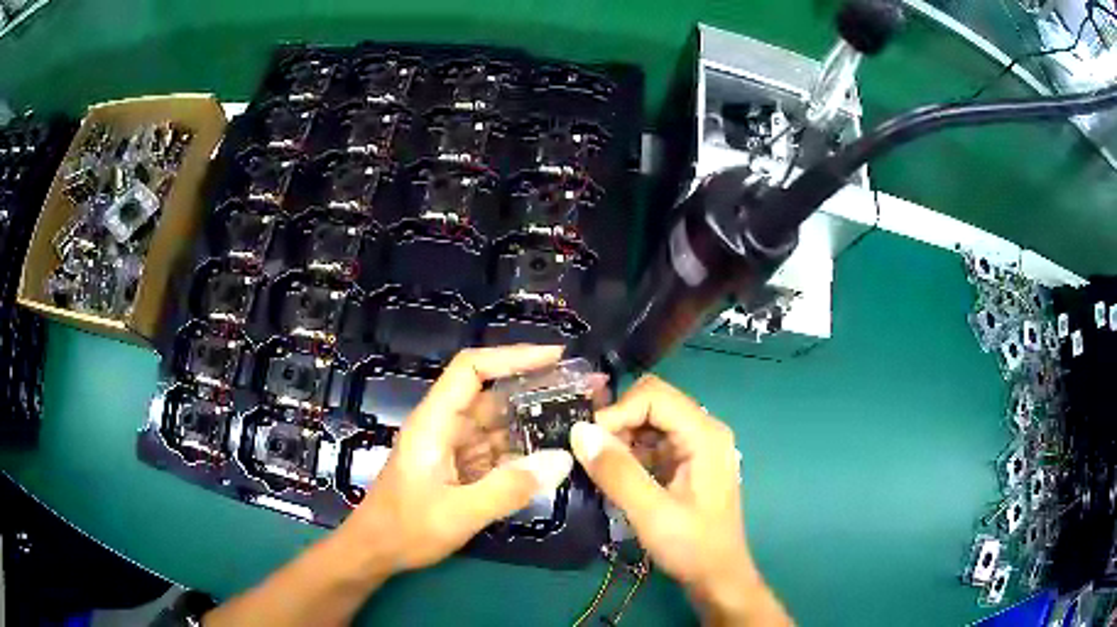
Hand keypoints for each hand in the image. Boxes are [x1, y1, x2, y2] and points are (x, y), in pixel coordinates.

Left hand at [342, 344, 575, 572]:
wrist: (376, 551)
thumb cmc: (406, 529)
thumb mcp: (459, 513)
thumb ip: (509, 488)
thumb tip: (563, 459)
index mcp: (434, 423)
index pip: (471, 369)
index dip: (513, 356)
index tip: (557, 358)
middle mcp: (444, 426)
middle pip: (492, 394)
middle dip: (537, 388)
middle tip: (585, 391)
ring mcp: (452, 447)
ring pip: (498, 423)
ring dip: (535, 421)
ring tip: (580, 418)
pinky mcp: (459, 467)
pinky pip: (497, 450)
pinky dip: (524, 450)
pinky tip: (554, 454)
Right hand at [569, 376, 790, 625]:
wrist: (717, 576)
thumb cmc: (692, 546)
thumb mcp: (651, 513)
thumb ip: (617, 472)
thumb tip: (579, 431)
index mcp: (705, 434)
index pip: (653, 396)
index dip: (617, 412)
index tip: (587, 442)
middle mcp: (704, 430)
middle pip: (653, 402)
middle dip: (618, 422)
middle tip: (591, 454)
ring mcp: (697, 445)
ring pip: (650, 420)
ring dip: (622, 437)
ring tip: (601, 468)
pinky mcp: (687, 461)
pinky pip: (653, 441)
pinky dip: (631, 452)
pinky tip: (618, 476)